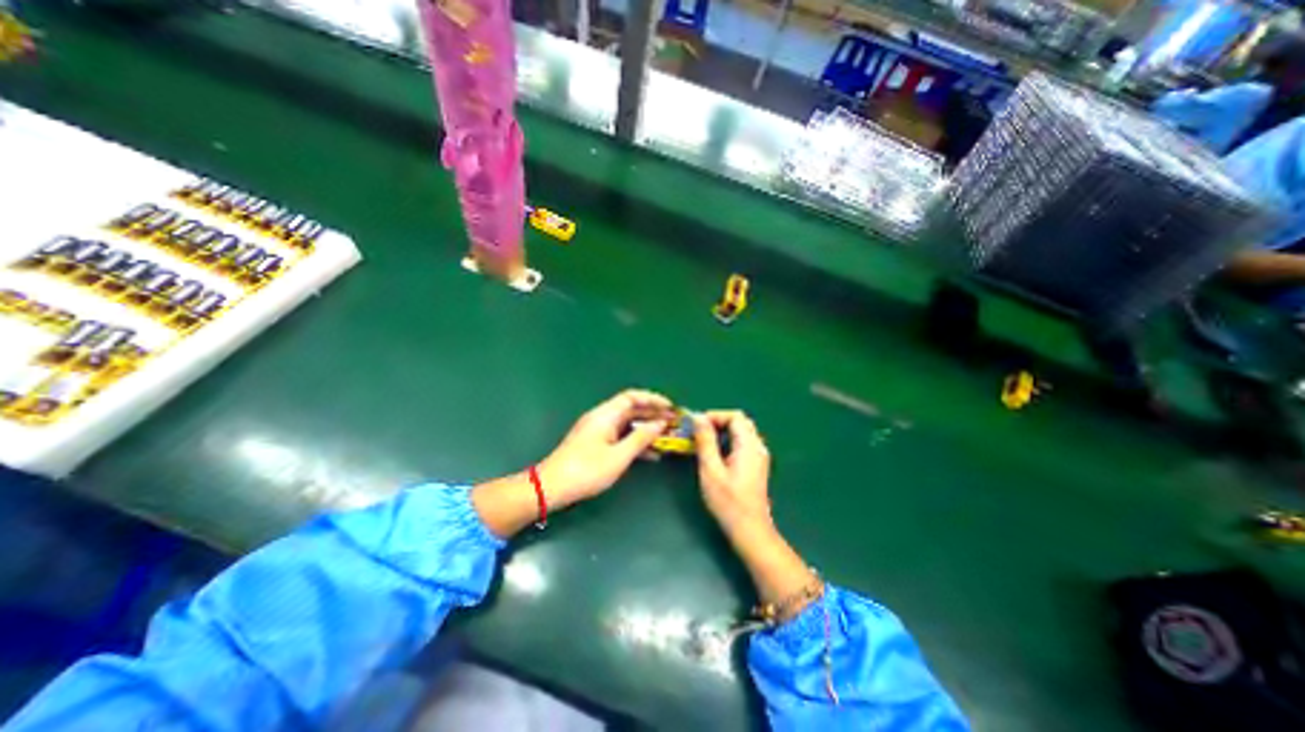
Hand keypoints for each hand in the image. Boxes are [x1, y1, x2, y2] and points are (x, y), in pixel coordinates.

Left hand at [535, 392, 671, 505]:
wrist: (552, 487)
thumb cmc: (586, 470)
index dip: (652, 399)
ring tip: (666, 437)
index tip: (670, 407)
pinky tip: (650, 453)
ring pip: (627, 423)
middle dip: (652, 414)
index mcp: (605, 415)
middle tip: (672, 422)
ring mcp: (598, 431)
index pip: (631, 397)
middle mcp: (601, 418)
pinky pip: (621, 435)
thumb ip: (641, 438)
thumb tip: (660, 423)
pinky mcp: (596, 443)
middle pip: (630, 409)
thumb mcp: (618, 456)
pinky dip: (635, 440)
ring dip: (645, 428)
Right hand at [693, 412, 772, 537]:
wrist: (750, 530)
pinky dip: (728, 442)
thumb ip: (705, 441)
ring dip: (722, 432)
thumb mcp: (711, 469)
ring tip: (703, 443)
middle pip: (740, 422)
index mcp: (749, 445)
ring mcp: (759, 457)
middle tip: (699, 433)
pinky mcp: (756, 466)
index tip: (697, 426)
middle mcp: (758, 447)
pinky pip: (743, 444)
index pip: (735, 416)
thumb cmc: (728, 501)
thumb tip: (698, 417)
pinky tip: (716, 455)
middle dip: (718, 422)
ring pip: (742, 432)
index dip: (715, 416)